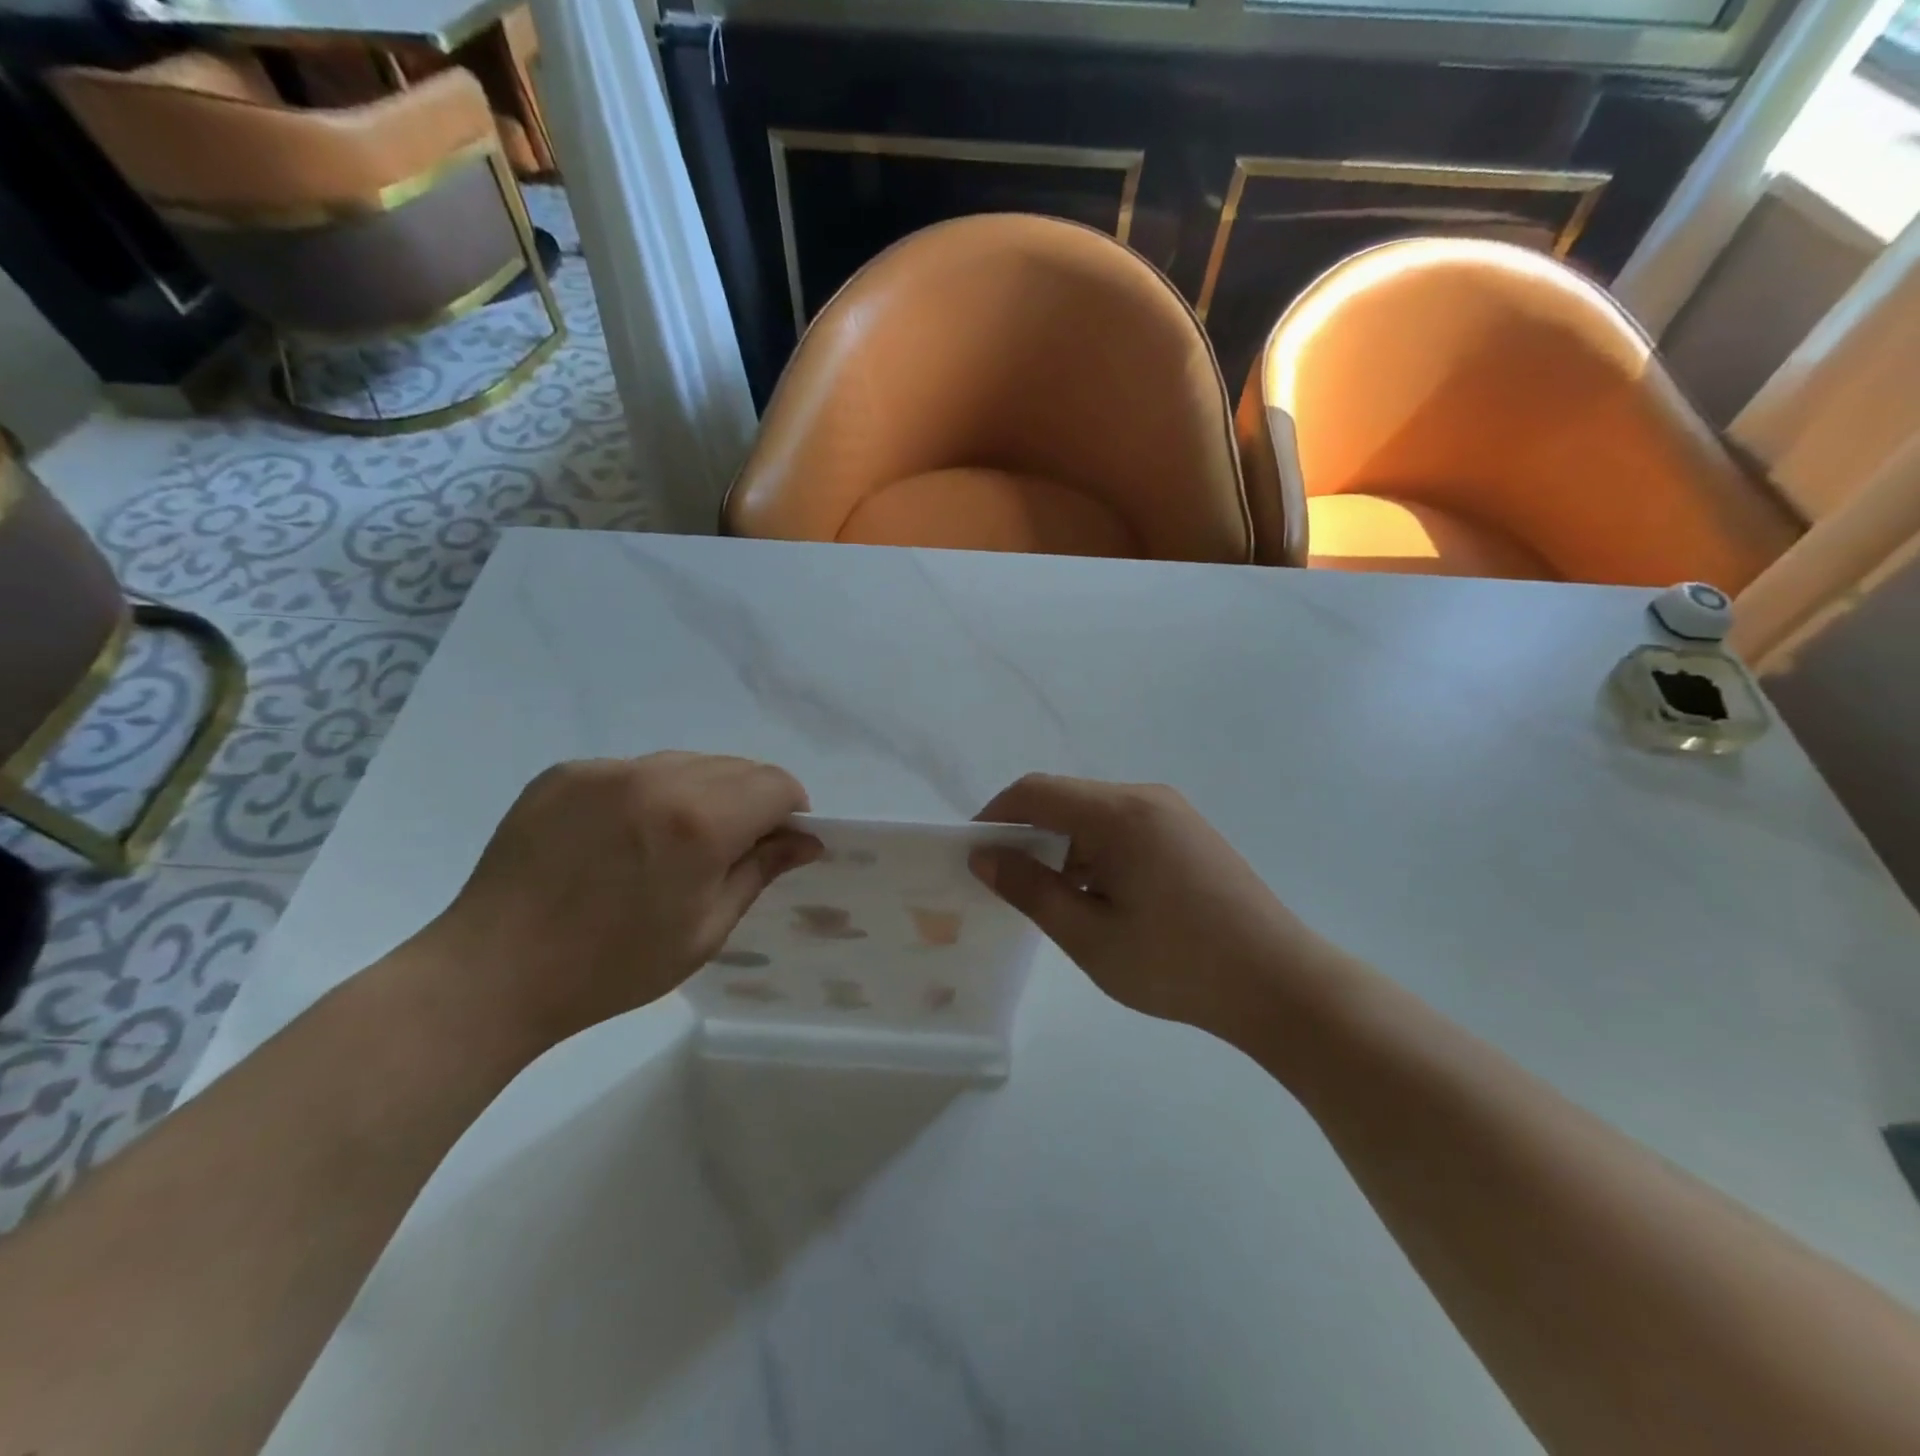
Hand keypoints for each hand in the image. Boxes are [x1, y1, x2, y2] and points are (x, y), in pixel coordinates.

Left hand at [419, 752, 820, 1050]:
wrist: (493, 973)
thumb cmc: (612, 967)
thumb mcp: (705, 930)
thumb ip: (760, 871)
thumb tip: (806, 840)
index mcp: (699, 822)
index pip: (776, 784)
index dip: (790, 809)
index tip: (779, 840)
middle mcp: (657, 779)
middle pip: (735, 767)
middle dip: (749, 800)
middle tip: (729, 848)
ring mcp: (606, 770)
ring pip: (685, 763)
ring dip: (701, 792)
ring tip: (672, 842)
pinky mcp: (565, 773)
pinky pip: (633, 770)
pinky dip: (648, 794)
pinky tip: (622, 837)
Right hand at [971, 775, 1341, 1040]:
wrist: (1280, 985)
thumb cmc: (1176, 964)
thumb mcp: (1089, 935)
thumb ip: (1031, 890)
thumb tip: (985, 857)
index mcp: (1120, 813)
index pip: (1036, 792)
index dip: (996, 816)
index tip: (974, 855)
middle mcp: (1146, 798)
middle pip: (1066, 800)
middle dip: (1029, 836)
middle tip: (1010, 887)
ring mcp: (1173, 814)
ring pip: (1095, 817)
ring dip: (1064, 849)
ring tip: (1057, 903)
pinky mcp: (1189, 834)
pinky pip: (1125, 829)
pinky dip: (1097, 854)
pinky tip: (1101, 900)